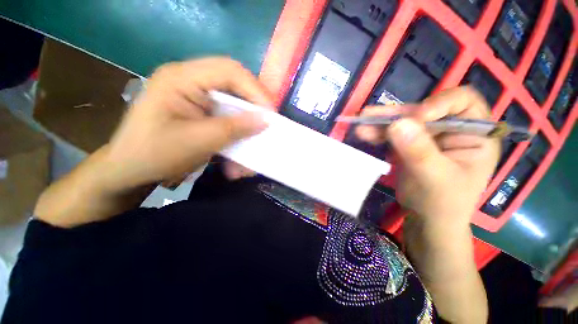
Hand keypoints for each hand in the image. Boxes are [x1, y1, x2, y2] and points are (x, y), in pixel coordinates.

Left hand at [103, 57, 272, 191]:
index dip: (255, 90)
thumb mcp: (198, 141)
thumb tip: (266, 120)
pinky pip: (227, 117)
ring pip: (233, 103)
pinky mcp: (201, 111)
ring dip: (246, 126)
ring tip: (252, 144)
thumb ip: (234, 128)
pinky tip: (236, 153)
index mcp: (181, 78)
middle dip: (254, 107)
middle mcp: (190, 81)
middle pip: (234, 85)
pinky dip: (237, 133)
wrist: (130, 172)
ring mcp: (196, 96)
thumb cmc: (155, 155)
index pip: (229, 71)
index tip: (271, 114)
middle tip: (267, 125)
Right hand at [356, 86, 499, 230]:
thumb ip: (420, 152)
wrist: (427, 219)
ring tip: (361, 121)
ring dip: (381, 122)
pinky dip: (377, 133)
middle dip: (397, 114)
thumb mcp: (436, 179)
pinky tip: (364, 133)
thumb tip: (398, 124)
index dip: (439, 103)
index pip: (463, 102)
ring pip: (404, 121)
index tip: (416, 118)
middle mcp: (452, 129)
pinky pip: (392, 134)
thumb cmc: (443, 204)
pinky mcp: (409, 144)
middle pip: (424, 111)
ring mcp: (428, 137)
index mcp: (475, 133)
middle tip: (371, 114)